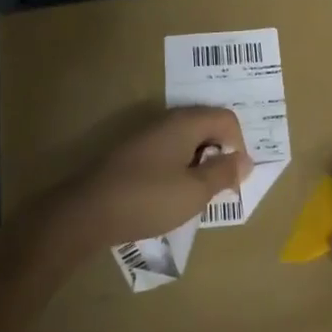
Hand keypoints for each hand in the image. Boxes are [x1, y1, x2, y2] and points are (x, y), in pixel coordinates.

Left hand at [45, 107, 252, 252]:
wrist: (86, 213)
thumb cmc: (148, 199)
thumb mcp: (195, 191)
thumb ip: (224, 173)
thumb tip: (245, 161)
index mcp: (186, 123)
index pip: (227, 119)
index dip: (239, 145)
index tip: (233, 177)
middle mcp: (166, 121)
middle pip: (206, 126)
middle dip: (219, 154)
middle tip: (217, 187)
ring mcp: (145, 135)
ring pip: (186, 140)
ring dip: (198, 163)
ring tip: (194, 194)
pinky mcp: (131, 153)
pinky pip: (167, 152)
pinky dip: (177, 168)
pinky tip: (169, 195)